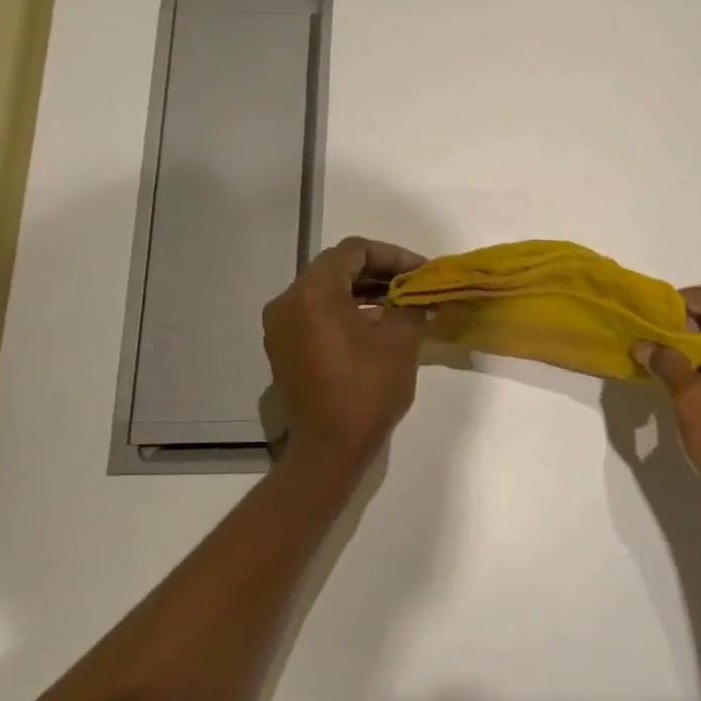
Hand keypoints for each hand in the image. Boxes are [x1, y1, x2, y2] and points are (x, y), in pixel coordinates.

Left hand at [263, 237, 429, 470]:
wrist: (328, 450)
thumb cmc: (366, 391)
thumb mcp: (400, 342)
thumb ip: (411, 307)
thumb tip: (418, 297)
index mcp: (313, 292)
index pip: (354, 251)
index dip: (392, 255)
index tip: (420, 271)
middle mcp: (288, 301)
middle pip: (336, 267)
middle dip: (378, 271)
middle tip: (412, 284)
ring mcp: (280, 325)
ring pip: (325, 290)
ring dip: (362, 290)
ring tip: (399, 302)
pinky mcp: (283, 347)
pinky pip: (315, 312)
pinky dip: (344, 310)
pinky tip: (375, 323)